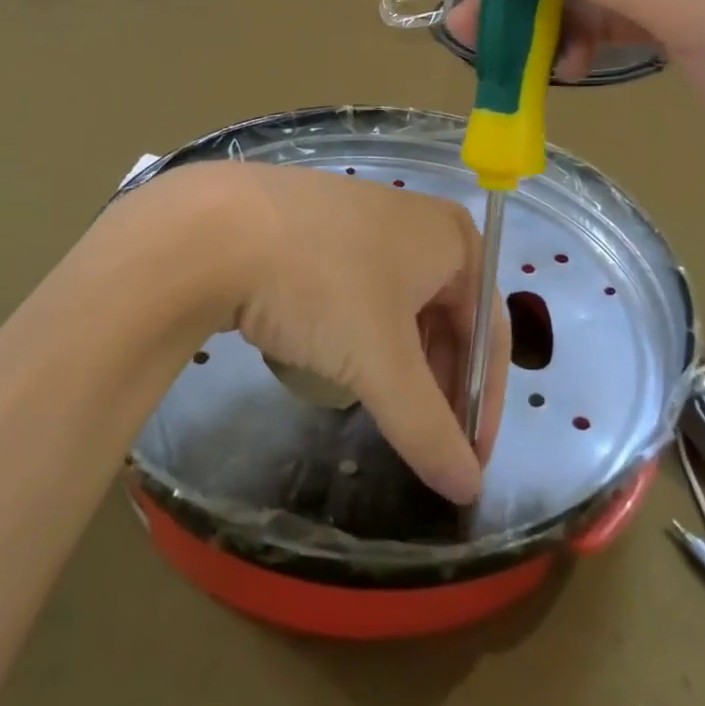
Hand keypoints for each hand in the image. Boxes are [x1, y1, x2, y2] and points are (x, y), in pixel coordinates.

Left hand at [188, 162, 509, 505]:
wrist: (216, 228)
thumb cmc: (323, 286)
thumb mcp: (381, 363)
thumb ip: (428, 429)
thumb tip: (467, 488)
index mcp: (452, 238)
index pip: (488, 331)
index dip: (482, 401)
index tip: (467, 460)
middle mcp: (416, 221)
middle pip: (446, 316)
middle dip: (438, 383)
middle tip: (423, 439)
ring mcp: (362, 217)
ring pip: (399, 305)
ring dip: (399, 361)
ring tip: (381, 406)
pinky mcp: (317, 226)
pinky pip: (359, 289)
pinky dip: (361, 332)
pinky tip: (337, 358)